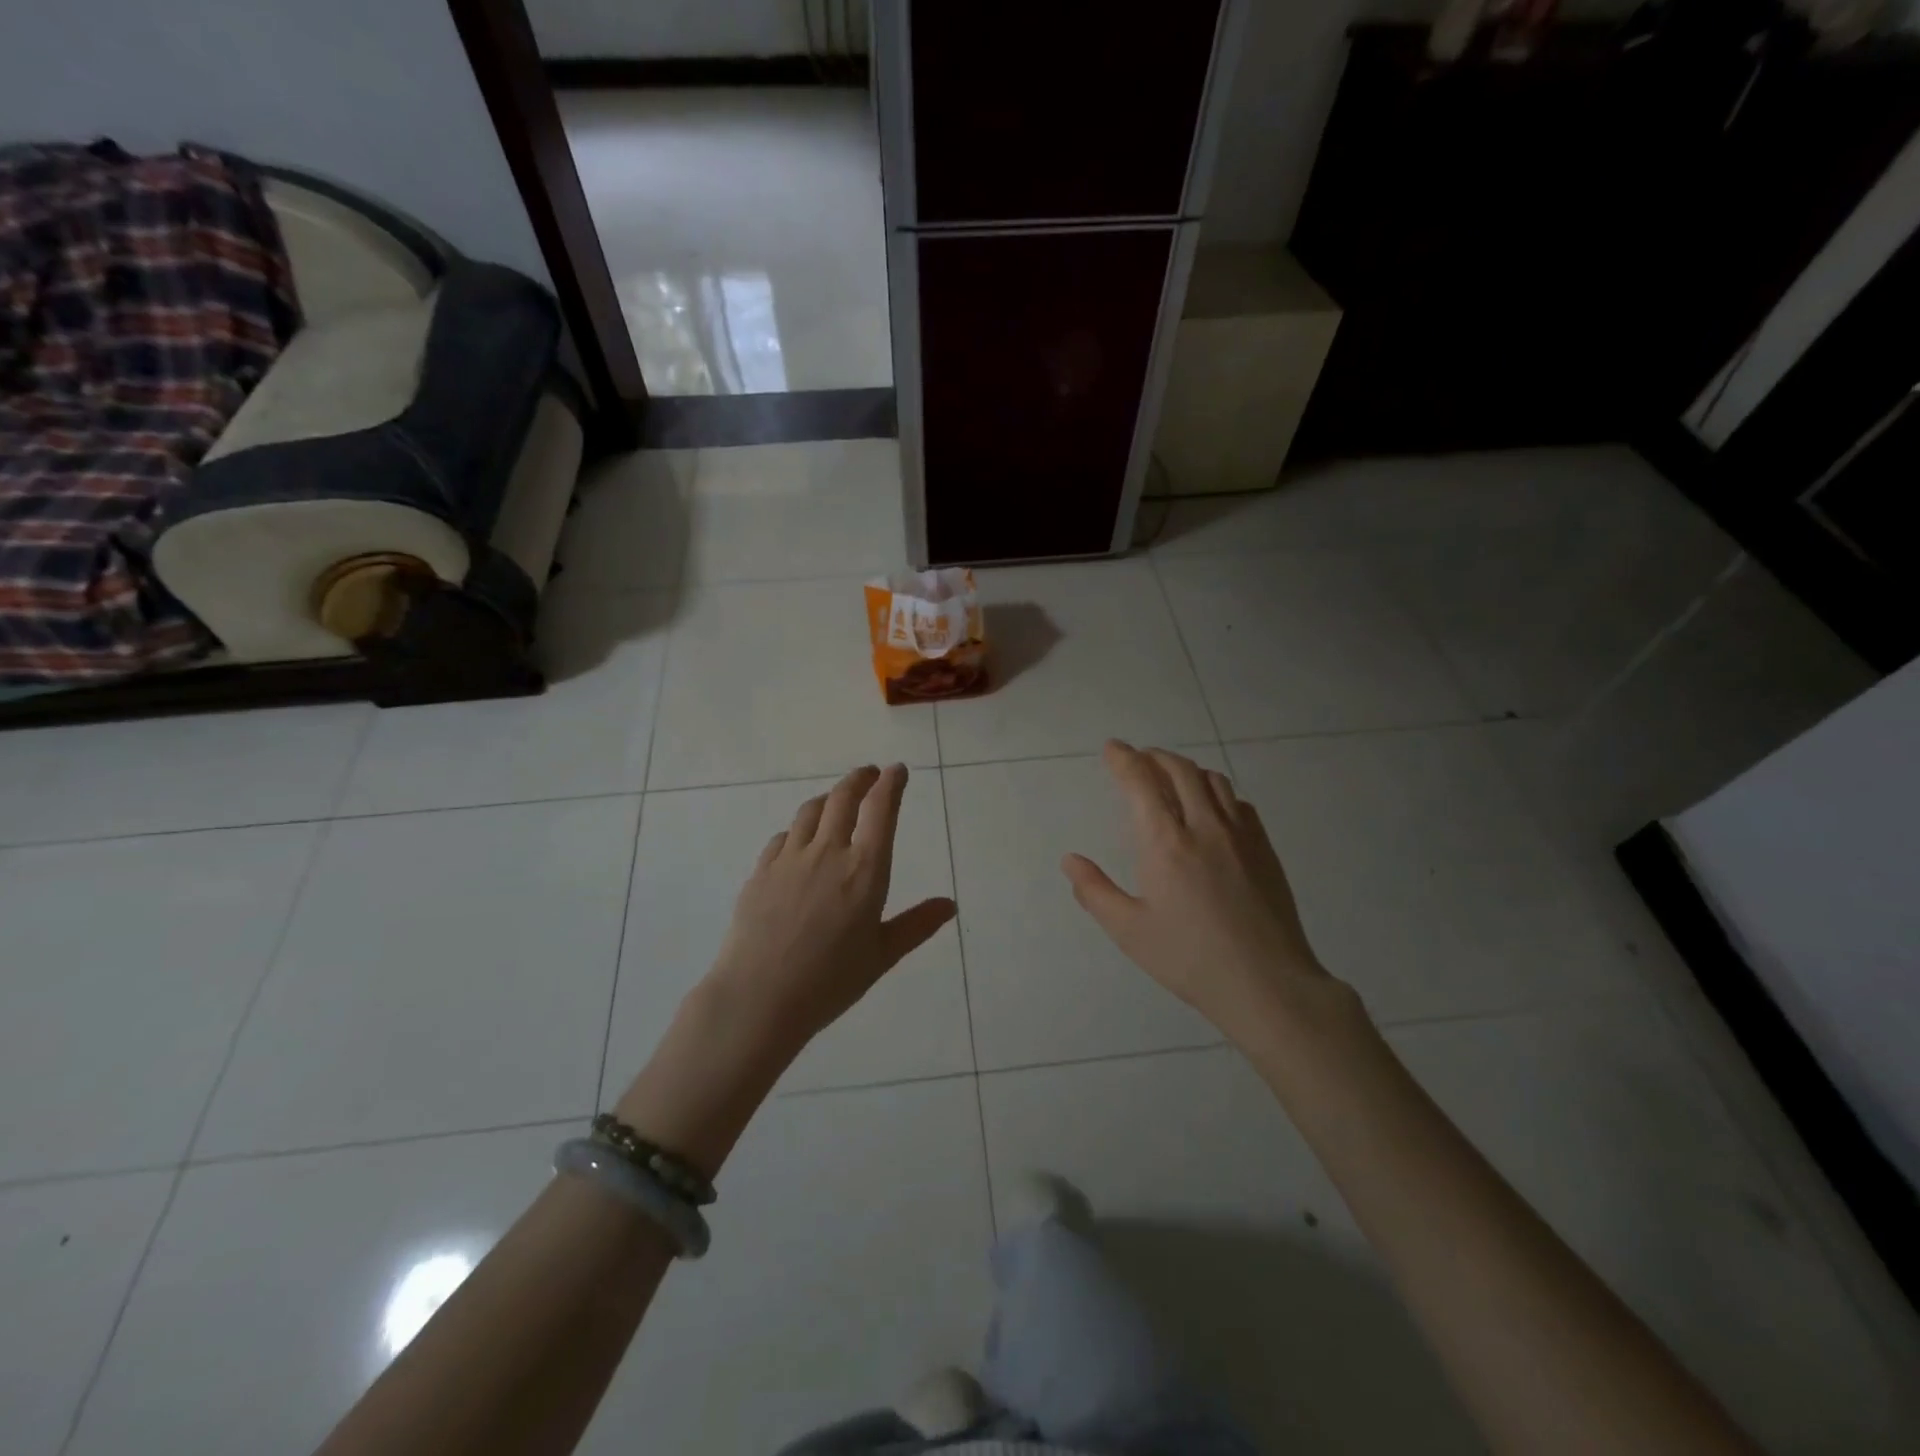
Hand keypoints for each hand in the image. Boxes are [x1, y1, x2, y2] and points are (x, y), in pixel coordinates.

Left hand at [704, 764, 956, 1053]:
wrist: (758, 997)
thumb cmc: (829, 981)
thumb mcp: (881, 955)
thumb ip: (916, 925)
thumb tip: (950, 905)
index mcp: (864, 870)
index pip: (880, 810)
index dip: (891, 784)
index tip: (897, 771)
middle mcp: (827, 852)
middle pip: (843, 798)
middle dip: (860, 779)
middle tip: (870, 773)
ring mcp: (789, 859)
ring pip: (810, 811)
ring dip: (829, 798)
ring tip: (837, 800)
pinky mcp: (761, 871)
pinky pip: (783, 836)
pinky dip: (798, 829)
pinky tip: (799, 840)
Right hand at [1062, 742, 1337, 1034]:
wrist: (1266, 983)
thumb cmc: (1189, 958)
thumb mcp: (1129, 931)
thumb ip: (1095, 891)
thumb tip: (1070, 860)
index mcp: (1165, 842)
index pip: (1141, 782)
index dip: (1124, 759)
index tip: (1112, 748)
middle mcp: (1204, 826)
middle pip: (1180, 770)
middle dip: (1154, 756)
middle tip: (1138, 758)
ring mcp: (1240, 835)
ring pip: (1212, 780)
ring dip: (1186, 769)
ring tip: (1171, 776)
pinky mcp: (1264, 849)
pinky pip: (1238, 803)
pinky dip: (1217, 792)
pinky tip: (1212, 808)